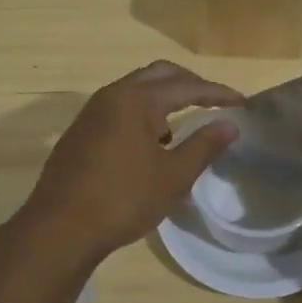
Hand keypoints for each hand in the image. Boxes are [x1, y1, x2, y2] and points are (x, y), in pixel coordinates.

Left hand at [12, 61, 241, 263]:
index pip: (187, 86)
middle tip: (214, 101)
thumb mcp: (173, 176)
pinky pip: (119, 108)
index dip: (217, 93)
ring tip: (184, 125)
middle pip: (158, 75)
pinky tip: (151, 144)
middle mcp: (112, 95)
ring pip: (135, 89)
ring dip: (163, 98)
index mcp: (137, 99)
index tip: (241, 103)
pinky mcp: (80, 132)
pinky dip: (142, 113)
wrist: (60, 228)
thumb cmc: (123, 199)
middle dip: (189, 84)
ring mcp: (92, 112)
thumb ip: (204, 146)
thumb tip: (230, 124)